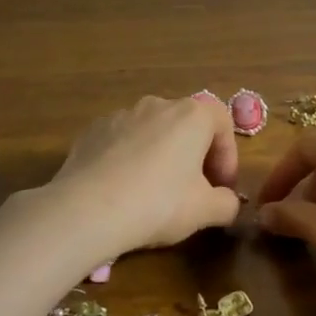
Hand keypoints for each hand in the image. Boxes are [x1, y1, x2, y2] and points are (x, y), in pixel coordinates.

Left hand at [48, 95, 241, 261]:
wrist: (88, 208)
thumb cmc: (159, 204)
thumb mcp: (205, 211)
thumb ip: (227, 203)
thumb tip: (228, 201)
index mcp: (191, 115)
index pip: (222, 122)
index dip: (228, 155)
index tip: (222, 186)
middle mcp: (157, 104)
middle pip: (186, 125)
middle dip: (195, 155)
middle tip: (194, 190)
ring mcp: (121, 114)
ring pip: (152, 132)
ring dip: (161, 155)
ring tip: (155, 191)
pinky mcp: (92, 130)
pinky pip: (122, 141)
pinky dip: (129, 158)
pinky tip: (123, 189)